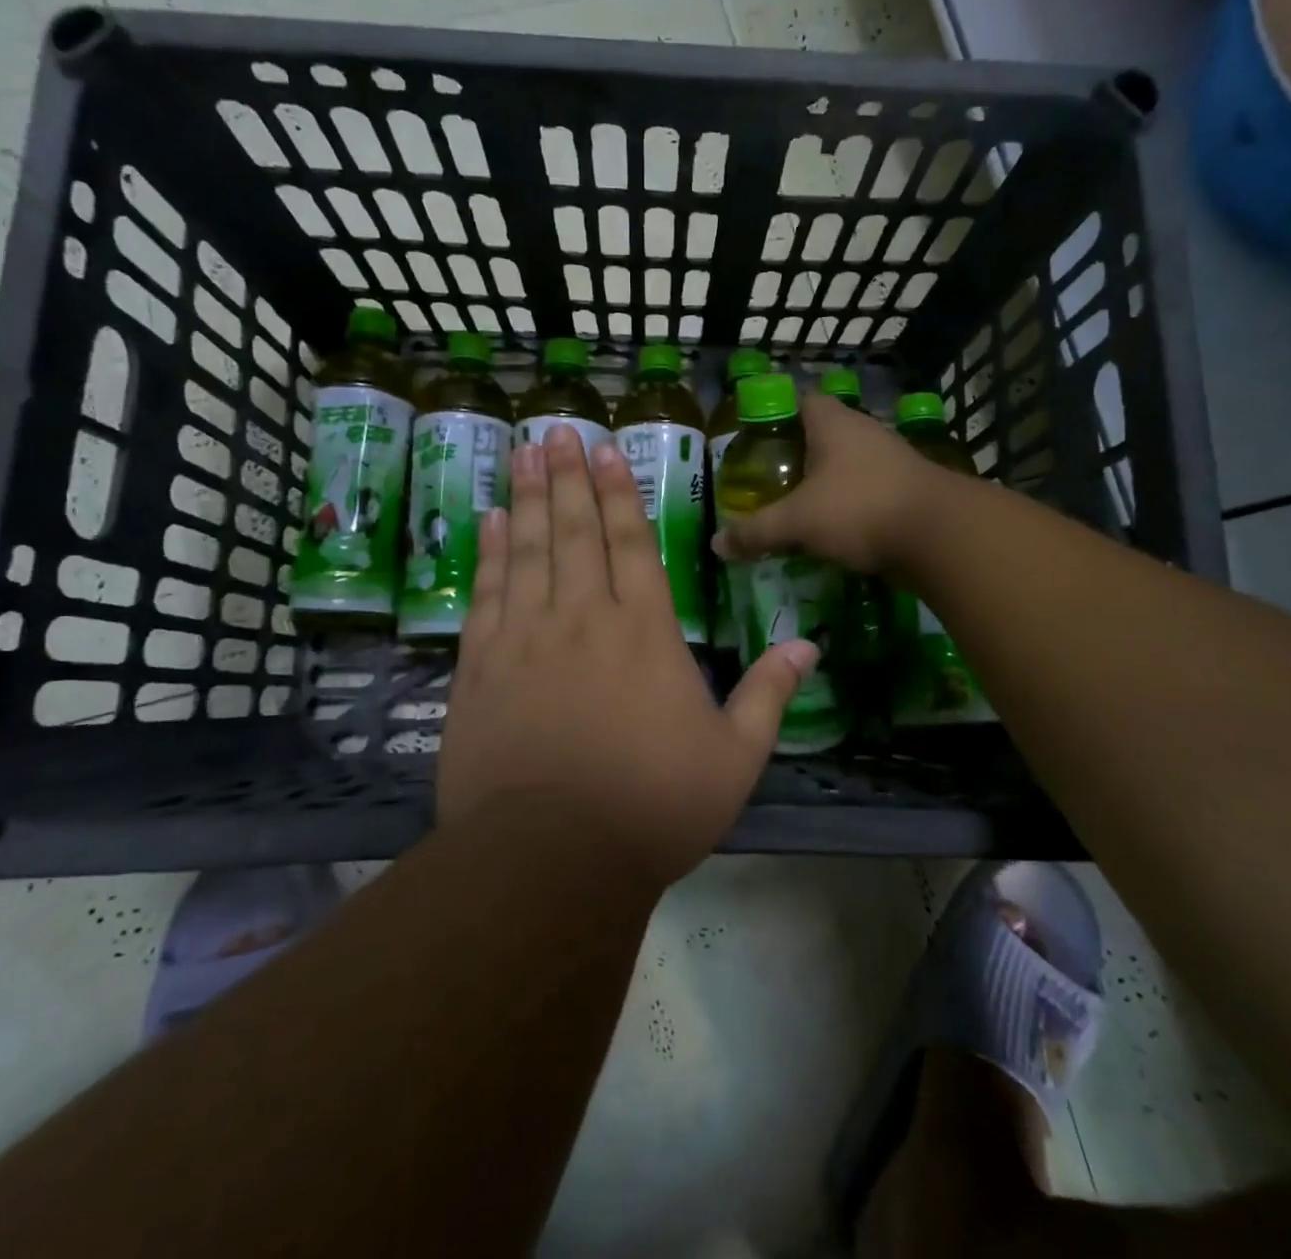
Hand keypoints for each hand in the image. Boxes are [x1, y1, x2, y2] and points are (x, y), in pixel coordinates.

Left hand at [437, 425, 818, 883]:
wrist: (551, 859)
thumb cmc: (653, 807)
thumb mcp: (735, 758)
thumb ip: (769, 694)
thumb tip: (810, 646)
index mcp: (646, 632)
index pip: (633, 543)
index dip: (620, 493)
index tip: (606, 450)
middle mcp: (584, 618)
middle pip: (576, 532)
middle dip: (568, 477)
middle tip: (554, 431)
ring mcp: (526, 638)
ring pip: (529, 550)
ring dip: (529, 498)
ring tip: (522, 454)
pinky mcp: (480, 667)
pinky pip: (487, 593)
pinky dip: (490, 553)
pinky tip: (490, 521)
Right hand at [712, 392, 939, 574]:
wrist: (940, 536)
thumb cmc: (860, 509)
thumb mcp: (798, 522)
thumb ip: (757, 531)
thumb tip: (717, 544)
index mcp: (835, 424)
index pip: (803, 400)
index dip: (778, 414)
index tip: (757, 439)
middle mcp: (866, 433)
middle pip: (825, 434)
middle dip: (799, 455)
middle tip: (771, 480)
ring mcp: (893, 461)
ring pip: (849, 465)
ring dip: (827, 483)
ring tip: (799, 508)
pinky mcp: (909, 491)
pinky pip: (869, 492)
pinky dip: (851, 506)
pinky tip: (835, 530)